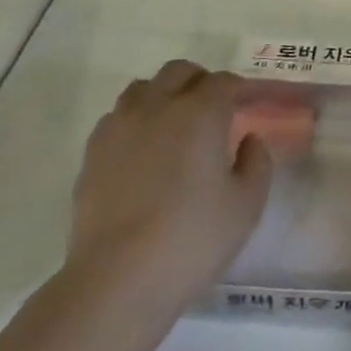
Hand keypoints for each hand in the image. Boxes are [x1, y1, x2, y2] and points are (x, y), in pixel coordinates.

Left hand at [69, 60, 271, 296]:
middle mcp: (158, 106)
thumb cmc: (193, 238)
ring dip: (164, 94)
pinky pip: (117, 116)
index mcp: (201, 113)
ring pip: (143, 88)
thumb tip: (248, 140)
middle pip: (180, 72)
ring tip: (175, 124)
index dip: (240, 89)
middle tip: (215, 109)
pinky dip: (136, 120)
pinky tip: (143, 149)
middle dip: (201, 82)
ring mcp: (120, 126)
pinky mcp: (93, 152)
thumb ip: (257, 162)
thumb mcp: (247, 204)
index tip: (250, 104)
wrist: (118, 278)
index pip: (224, 82)